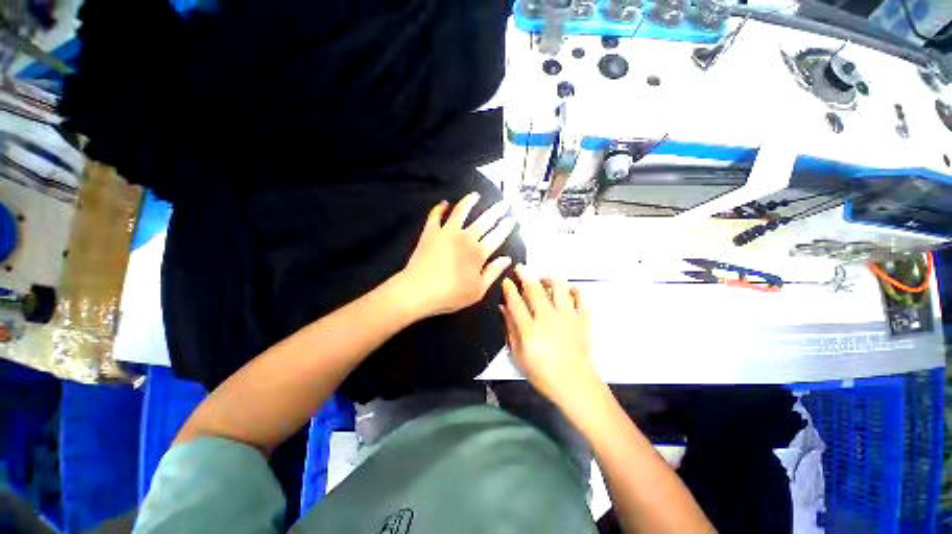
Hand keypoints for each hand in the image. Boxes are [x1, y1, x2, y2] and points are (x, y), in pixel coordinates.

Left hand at [398, 192, 515, 317]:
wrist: (418, 291)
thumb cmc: (451, 294)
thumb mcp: (478, 290)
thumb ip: (493, 272)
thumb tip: (507, 259)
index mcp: (479, 253)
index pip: (497, 236)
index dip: (506, 227)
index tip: (512, 219)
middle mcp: (465, 237)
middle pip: (484, 220)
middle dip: (496, 211)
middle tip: (503, 204)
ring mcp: (447, 232)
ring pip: (461, 211)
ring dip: (469, 201)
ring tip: (475, 195)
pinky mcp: (430, 232)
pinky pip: (435, 215)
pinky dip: (440, 208)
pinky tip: (444, 203)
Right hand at [500, 266, 598, 407]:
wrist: (575, 383)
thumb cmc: (542, 373)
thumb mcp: (518, 355)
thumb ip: (510, 329)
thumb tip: (503, 308)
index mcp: (530, 329)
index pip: (516, 302)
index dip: (509, 289)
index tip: (507, 280)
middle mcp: (548, 318)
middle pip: (536, 289)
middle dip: (525, 275)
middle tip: (520, 268)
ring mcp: (568, 317)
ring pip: (560, 287)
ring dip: (549, 278)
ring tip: (544, 280)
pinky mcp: (582, 319)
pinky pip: (580, 297)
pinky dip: (573, 290)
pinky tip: (567, 291)